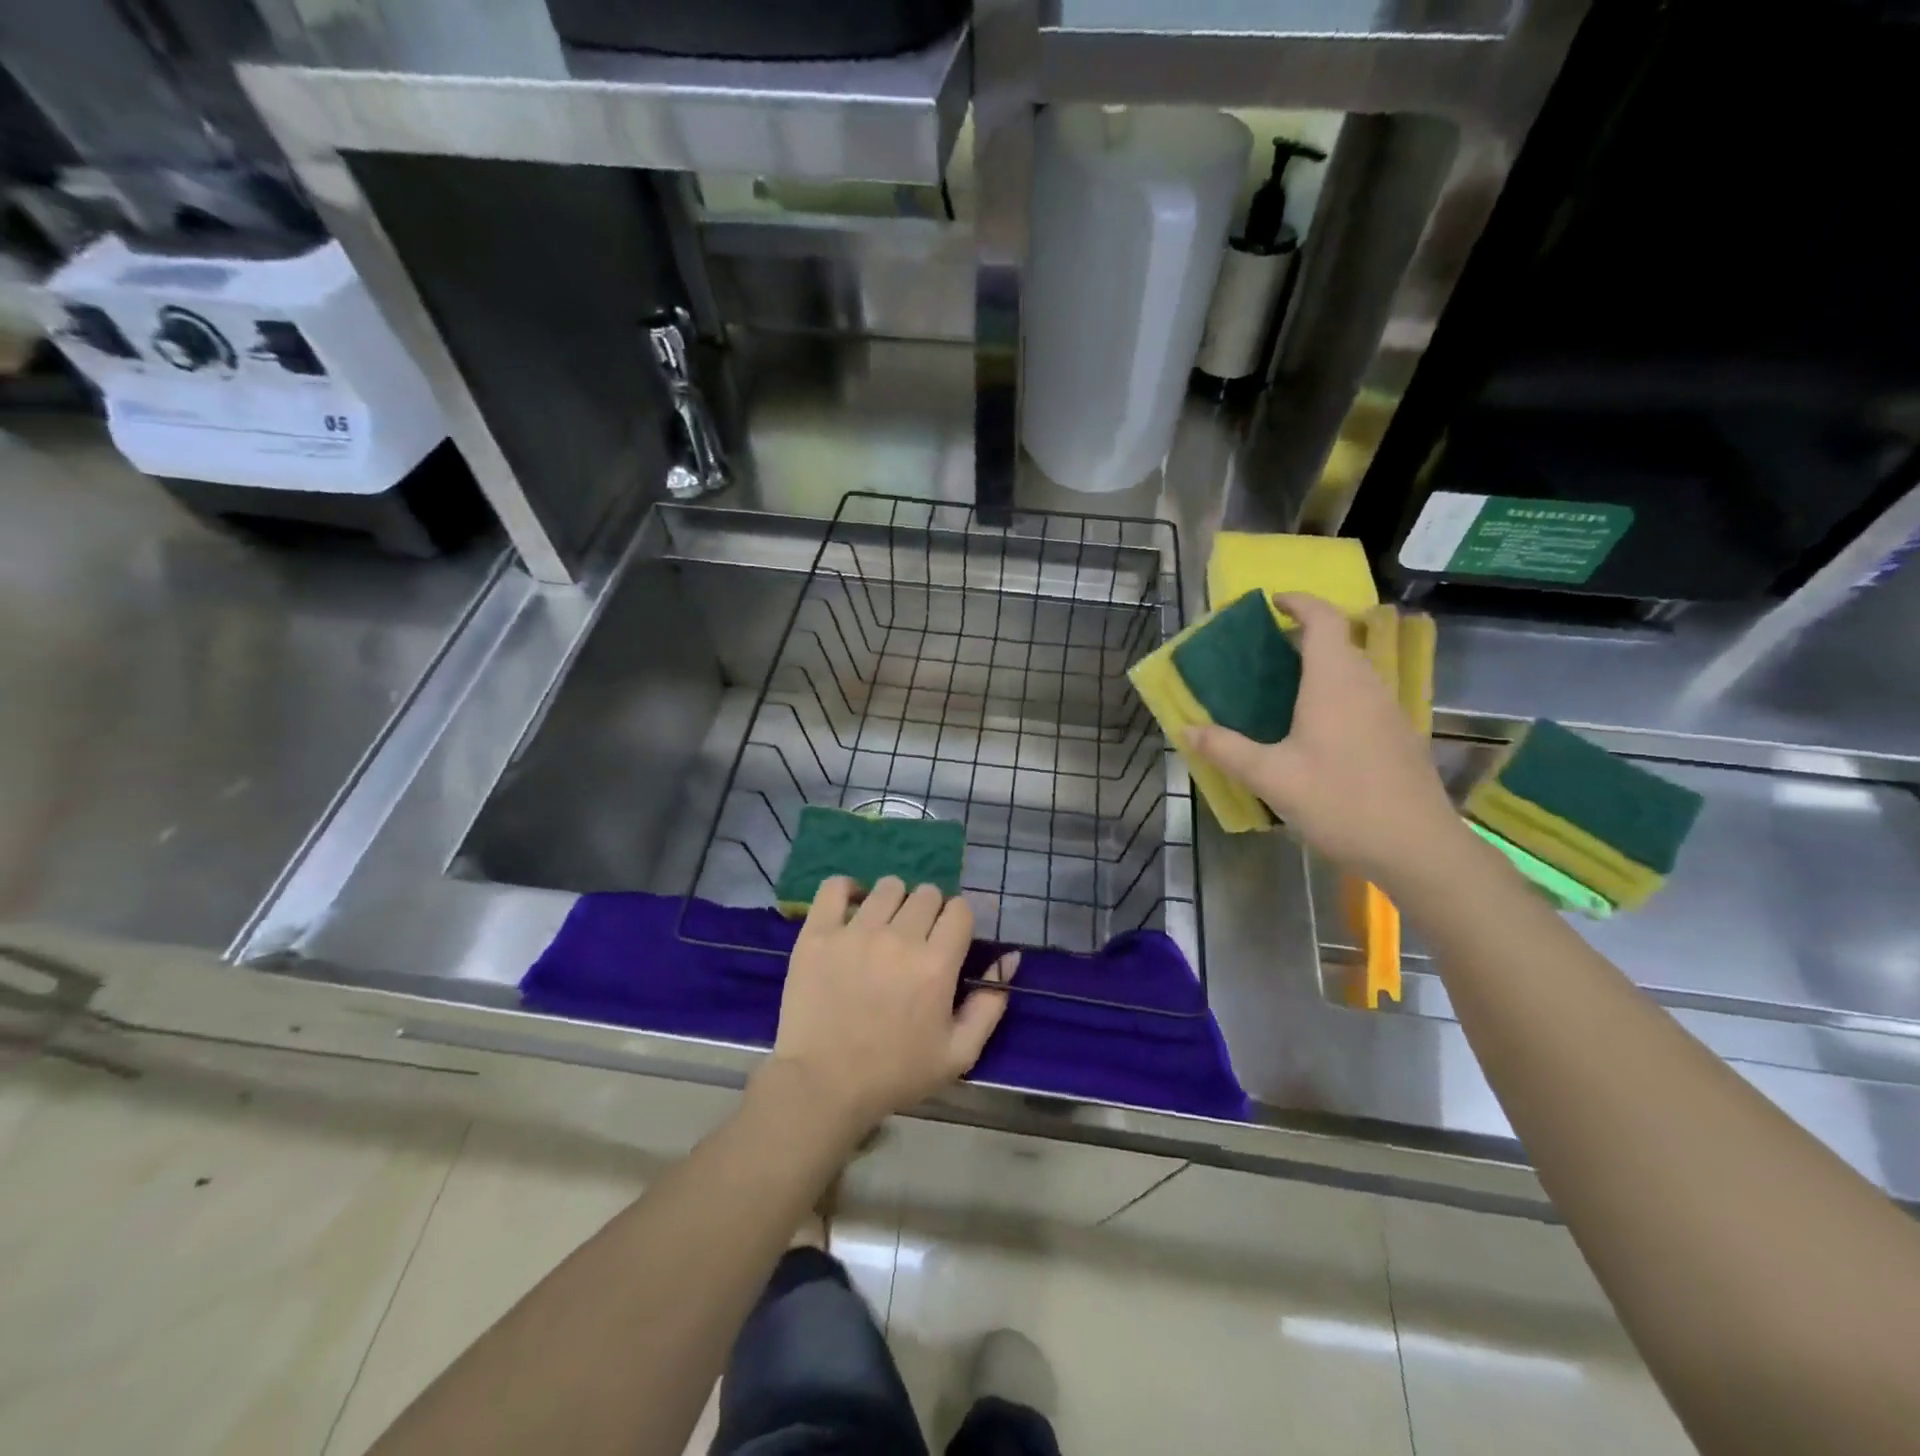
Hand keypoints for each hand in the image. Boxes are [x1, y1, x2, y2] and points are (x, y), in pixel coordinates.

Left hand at [763, 877, 1018, 1133]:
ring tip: (884, 928)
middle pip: (927, 893)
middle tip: (917, 940)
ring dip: (894, 902)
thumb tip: (1010, 957)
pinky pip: (835, 887)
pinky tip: (852, 909)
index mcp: (936, 964)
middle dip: (929, 912)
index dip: (958, 921)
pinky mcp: (818, 934)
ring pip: (888, 887)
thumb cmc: (895, 1074)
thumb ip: (990, 1004)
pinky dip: (847, 890)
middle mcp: (898, 939)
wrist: (823, 1086)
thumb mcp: (959, 1053)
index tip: (948, 940)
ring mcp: (854, 932)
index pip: (960, 909)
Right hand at [1185, 592, 1465, 887]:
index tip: (1273, 602)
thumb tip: (1186, 728)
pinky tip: (1316, 729)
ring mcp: (1388, 710)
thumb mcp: (1271, 777)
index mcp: (1334, 682)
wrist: (1417, 847)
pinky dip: (1336, 692)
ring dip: (1322, 665)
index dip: (1300, 603)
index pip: (1323, 620)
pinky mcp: (1398, 736)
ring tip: (1284, 688)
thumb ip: (1226, 750)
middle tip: (1266, 652)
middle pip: (1340, 641)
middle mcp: (1366, 685)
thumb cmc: (1340, 801)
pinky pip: (1363, 695)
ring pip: (1354, 670)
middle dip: (1304, 635)